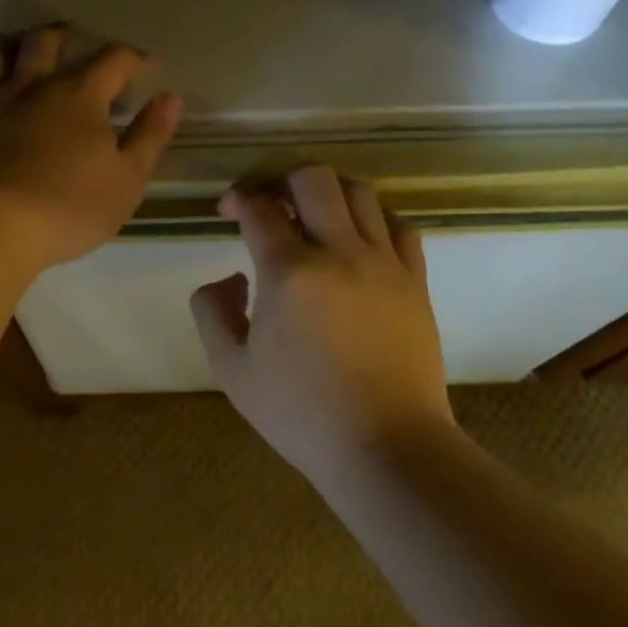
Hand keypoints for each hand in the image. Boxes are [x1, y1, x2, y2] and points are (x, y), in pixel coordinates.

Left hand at [0, 25, 182, 267]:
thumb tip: (171, 98)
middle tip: (73, 36)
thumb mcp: (127, 179)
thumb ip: (150, 136)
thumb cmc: (68, 205)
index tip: (145, 65)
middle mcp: (32, 86)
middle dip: (64, 35)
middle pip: (46, 41)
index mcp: (79, 95)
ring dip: (16, 50)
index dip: (132, 58)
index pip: (112, 60)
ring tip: (24, 54)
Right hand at [191, 165, 452, 486]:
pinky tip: (359, 238)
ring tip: (314, 216)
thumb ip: (212, 311)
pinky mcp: (414, 281)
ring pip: (359, 192)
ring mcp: (384, 264)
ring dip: (328, 192)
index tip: (229, 211)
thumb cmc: (303, 413)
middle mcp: (339, 252)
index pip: (260, 206)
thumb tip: (231, 277)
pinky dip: (374, 218)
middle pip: (313, 178)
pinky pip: (399, 224)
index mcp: (290, 271)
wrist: (388, 448)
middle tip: (271, 203)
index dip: (238, 199)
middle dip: (282, 179)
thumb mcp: (232, 370)